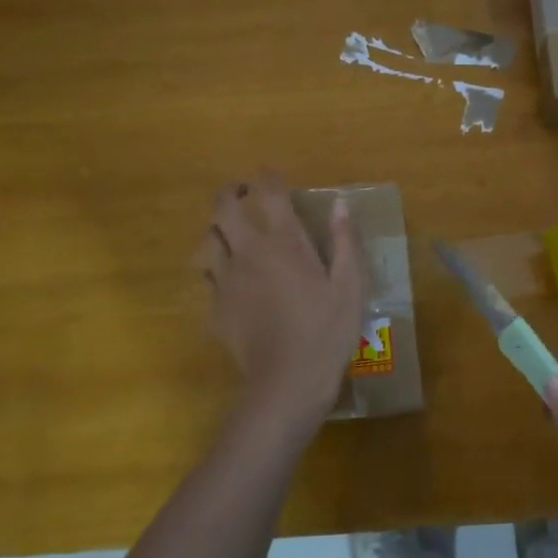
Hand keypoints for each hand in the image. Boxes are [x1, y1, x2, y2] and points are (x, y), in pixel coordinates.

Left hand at [196, 173, 367, 435]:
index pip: (269, 193)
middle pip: (222, 208)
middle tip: (242, 193)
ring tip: (230, 235)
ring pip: (206, 241)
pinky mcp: (215, 308)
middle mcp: (249, 252)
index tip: (272, 175)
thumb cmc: (327, 331)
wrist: (288, 382)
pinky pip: (207, 278)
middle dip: (229, 193)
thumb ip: (345, 241)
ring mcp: (226, 280)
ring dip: (217, 231)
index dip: (268, 177)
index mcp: (284, 243)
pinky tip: (230, 281)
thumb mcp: (351, 286)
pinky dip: (216, 269)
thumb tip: (340, 204)